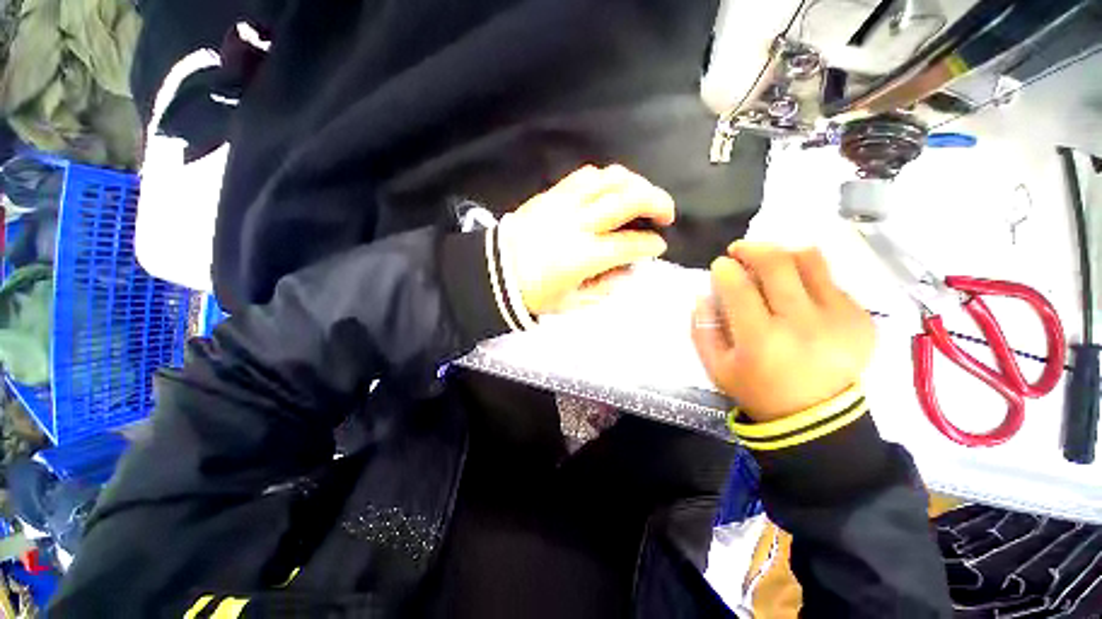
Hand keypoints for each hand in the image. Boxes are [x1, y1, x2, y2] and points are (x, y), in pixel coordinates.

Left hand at [500, 165, 674, 315]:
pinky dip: (606, 178)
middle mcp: (578, 224)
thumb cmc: (533, 293)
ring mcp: (564, 204)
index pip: (629, 244)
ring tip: (642, 195)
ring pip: (609, 178)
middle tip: (666, 213)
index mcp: (583, 256)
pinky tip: (612, 188)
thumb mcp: (571, 302)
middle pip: (627, 199)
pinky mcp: (551, 194)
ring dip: (635, 183)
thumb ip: (603, 288)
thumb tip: (627, 272)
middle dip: (657, 202)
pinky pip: (584, 175)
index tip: (659, 245)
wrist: (494, 272)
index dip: (650, 244)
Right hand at [691, 243, 874, 421]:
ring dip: (783, 253)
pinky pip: (830, 280)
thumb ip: (702, 328)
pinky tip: (797, 294)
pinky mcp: (861, 318)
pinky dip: (807, 278)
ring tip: (769, 263)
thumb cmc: (757, 390)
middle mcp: (803, 323)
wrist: (817, 417)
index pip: (738, 286)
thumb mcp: (716, 366)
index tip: (719, 267)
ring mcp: (839, 318)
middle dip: (751, 248)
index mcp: (761, 339)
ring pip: (810, 260)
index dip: (724, 269)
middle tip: (739, 250)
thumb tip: (703, 293)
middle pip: (776, 262)